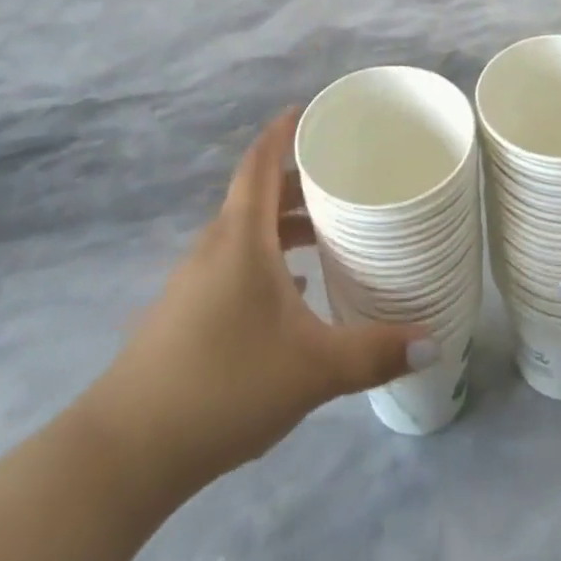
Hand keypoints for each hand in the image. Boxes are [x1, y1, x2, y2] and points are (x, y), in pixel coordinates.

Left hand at [88, 109, 434, 491]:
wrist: (128, 449)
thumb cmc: (225, 384)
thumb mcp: (312, 369)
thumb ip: (373, 353)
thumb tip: (432, 341)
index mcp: (241, 236)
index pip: (260, 162)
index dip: (282, 131)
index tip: (308, 111)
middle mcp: (215, 245)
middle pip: (258, 195)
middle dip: (298, 183)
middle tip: (343, 180)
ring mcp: (195, 279)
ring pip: (246, 232)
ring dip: (284, 225)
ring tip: (329, 235)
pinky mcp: (185, 311)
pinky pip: (234, 263)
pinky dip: (267, 259)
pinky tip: (295, 291)